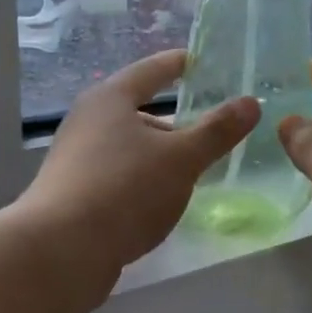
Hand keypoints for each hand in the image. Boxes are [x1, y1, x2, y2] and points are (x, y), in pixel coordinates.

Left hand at [19, 49, 257, 281]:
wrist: (60, 251)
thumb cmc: (124, 189)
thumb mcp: (181, 158)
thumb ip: (217, 131)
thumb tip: (251, 102)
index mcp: (110, 99)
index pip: (151, 70)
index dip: (178, 64)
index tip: (200, 61)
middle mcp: (88, 122)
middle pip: (139, 112)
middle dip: (176, 122)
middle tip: (212, 130)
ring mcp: (77, 159)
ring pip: (130, 148)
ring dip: (160, 155)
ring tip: (194, 171)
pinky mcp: (75, 194)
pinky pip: (120, 176)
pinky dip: (144, 180)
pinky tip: (163, 201)